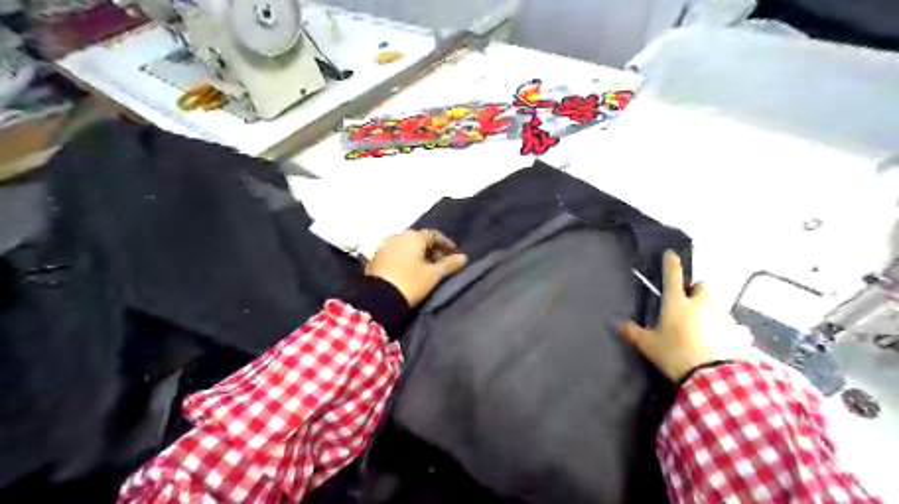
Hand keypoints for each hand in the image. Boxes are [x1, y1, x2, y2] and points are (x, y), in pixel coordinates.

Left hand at [368, 227, 465, 306]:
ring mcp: (385, 246)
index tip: (455, 254)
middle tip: (442, 263)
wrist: (378, 298)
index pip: (435, 235)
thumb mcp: (433, 275)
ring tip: (428, 268)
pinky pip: (397, 253)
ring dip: (419, 255)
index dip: (447, 244)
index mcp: (414, 236)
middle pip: (420, 240)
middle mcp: (398, 236)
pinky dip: (407, 259)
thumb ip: (449, 264)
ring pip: (407, 247)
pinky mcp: (376, 258)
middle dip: (433, 250)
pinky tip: (412, 270)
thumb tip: (464, 258)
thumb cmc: (411, 282)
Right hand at [622, 252, 733, 381]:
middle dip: (698, 289)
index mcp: (677, 304)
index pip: (673, 276)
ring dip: (711, 309)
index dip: (671, 263)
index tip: (670, 254)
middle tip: (691, 300)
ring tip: (705, 326)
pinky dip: (726, 329)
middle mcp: (701, 304)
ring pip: (718, 304)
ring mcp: (722, 316)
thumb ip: (633, 333)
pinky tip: (721, 341)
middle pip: (704, 285)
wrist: (712, 377)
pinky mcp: (737, 332)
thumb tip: (619, 323)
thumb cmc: (675, 354)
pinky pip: (732, 325)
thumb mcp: (649, 345)